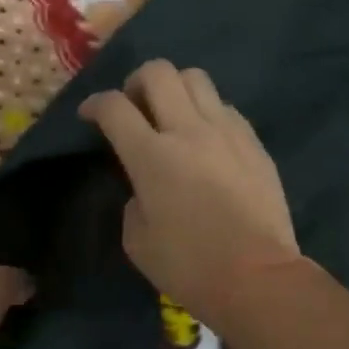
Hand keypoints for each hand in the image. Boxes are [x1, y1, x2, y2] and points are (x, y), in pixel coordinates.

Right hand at [78, 60, 300, 329]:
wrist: (257, 277)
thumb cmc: (189, 266)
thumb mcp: (137, 240)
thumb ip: (133, 199)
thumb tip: (144, 184)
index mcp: (151, 155)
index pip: (114, 106)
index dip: (94, 104)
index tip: (90, 115)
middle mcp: (188, 130)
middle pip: (158, 72)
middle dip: (136, 82)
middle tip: (134, 108)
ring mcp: (227, 131)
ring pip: (196, 78)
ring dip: (175, 89)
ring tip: (172, 116)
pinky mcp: (254, 142)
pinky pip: (225, 107)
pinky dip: (207, 112)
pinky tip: (206, 140)